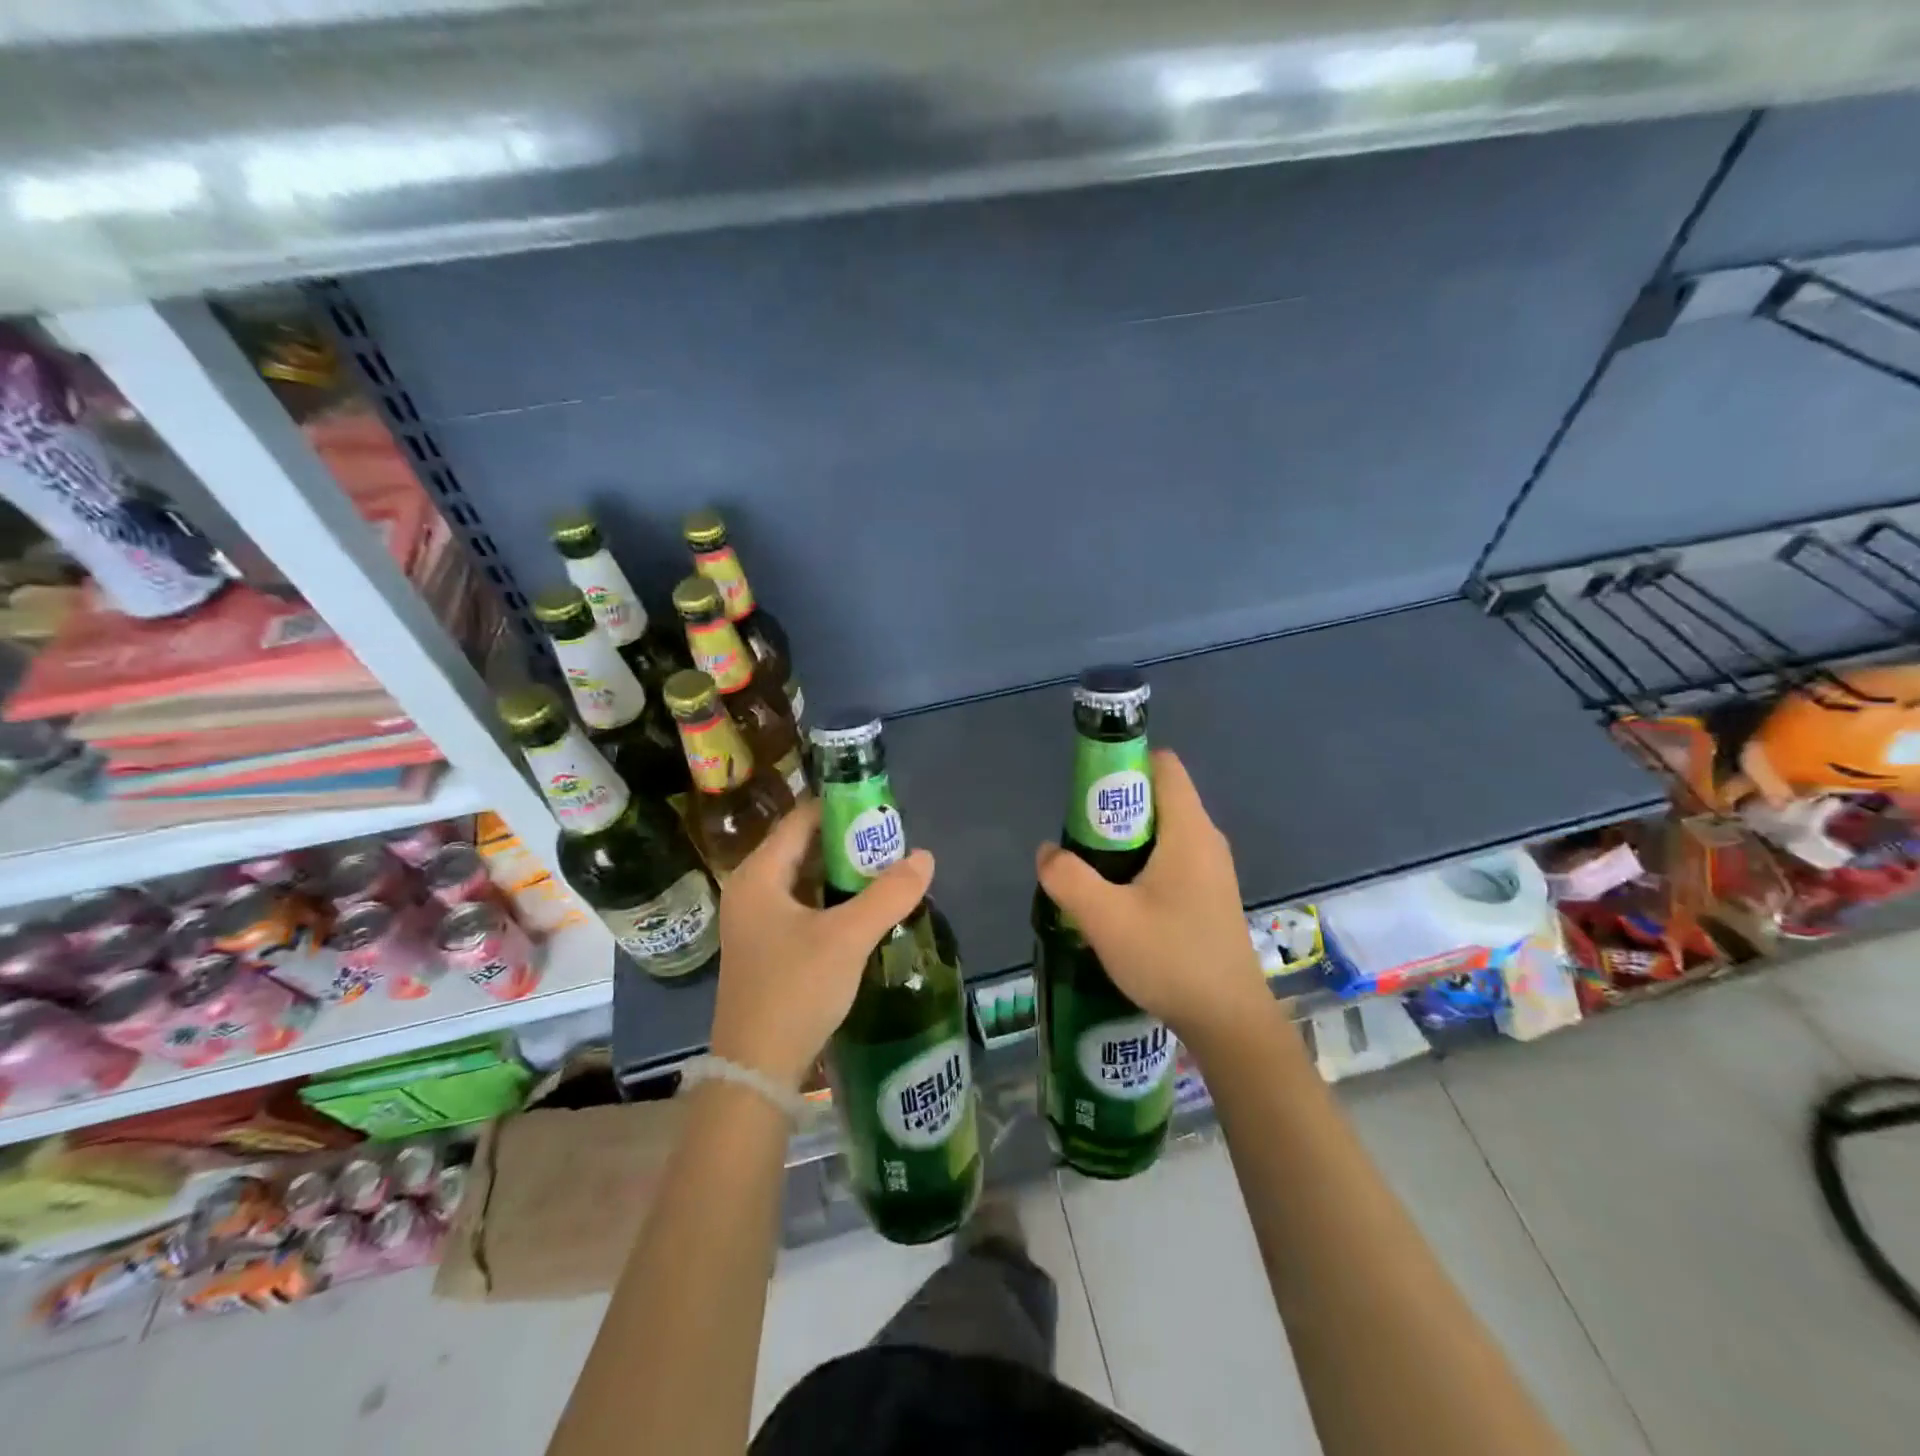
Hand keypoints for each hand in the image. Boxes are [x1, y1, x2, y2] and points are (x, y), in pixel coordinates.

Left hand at [708, 800, 935, 1087]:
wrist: (755, 1070)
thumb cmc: (795, 990)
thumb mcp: (847, 938)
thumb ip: (888, 894)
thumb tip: (925, 857)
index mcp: (759, 875)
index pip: (802, 820)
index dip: (841, 808)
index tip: (882, 808)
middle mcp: (751, 890)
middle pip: (803, 848)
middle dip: (848, 842)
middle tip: (892, 841)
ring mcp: (756, 921)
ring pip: (805, 880)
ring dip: (843, 873)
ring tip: (886, 869)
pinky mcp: (766, 947)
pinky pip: (803, 906)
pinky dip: (833, 900)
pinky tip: (864, 908)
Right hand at [1035, 749, 1270, 1046]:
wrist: (1229, 1021)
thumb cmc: (1171, 959)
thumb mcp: (1106, 920)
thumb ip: (1069, 879)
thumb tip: (1047, 852)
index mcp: (1189, 831)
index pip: (1163, 765)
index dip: (1124, 765)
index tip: (1088, 794)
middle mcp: (1206, 840)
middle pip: (1158, 797)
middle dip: (1114, 809)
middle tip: (1082, 842)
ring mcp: (1211, 869)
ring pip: (1163, 831)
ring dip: (1125, 841)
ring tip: (1094, 874)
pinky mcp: (1209, 895)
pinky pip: (1171, 858)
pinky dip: (1142, 864)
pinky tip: (1120, 902)